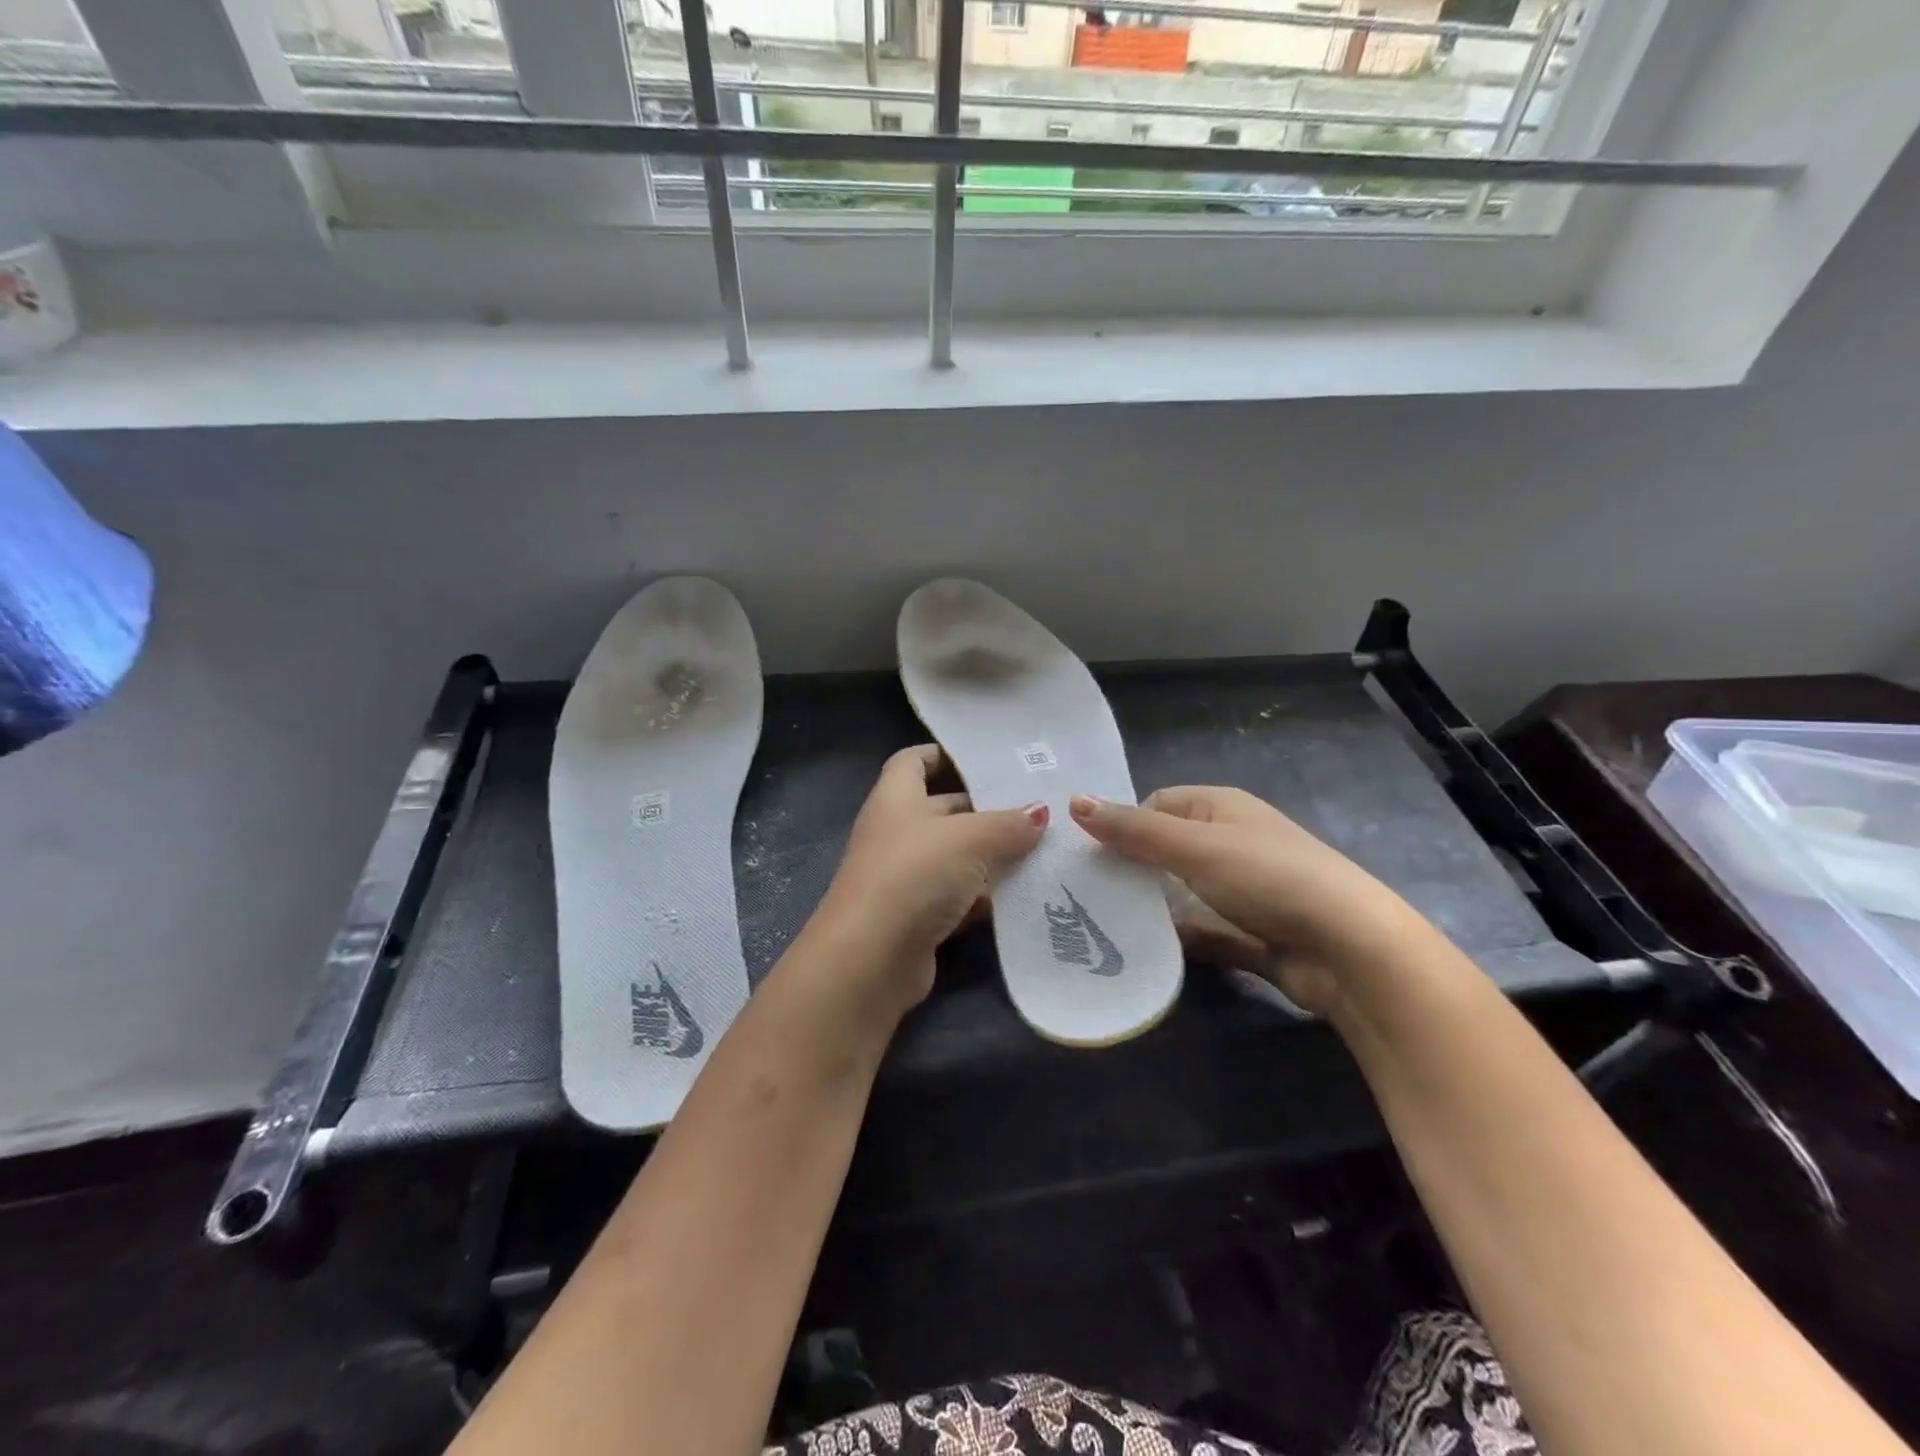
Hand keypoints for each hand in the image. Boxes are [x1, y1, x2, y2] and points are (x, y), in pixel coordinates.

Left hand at [810, 745, 1046, 1014]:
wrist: (870, 958)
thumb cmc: (913, 875)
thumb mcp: (967, 839)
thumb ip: (1006, 824)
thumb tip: (1040, 812)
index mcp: (897, 799)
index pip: (913, 761)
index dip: (941, 754)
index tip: (983, 757)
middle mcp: (897, 833)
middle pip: (944, 809)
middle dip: (986, 809)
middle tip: (1038, 807)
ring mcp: (906, 877)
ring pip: (956, 857)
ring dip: (993, 857)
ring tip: (1045, 850)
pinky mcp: (918, 917)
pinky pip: (959, 897)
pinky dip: (986, 897)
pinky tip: (1024, 896)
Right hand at [1069, 786, 1414, 1016]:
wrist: (1349, 949)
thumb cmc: (1267, 878)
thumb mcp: (1194, 847)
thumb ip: (1134, 829)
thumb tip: (1074, 802)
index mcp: (1221, 808)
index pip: (1157, 805)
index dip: (1122, 824)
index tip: (1086, 855)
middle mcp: (1231, 842)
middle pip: (1166, 849)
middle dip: (1130, 867)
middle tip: (1084, 891)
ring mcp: (1243, 890)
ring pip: (1182, 893)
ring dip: (1151, 906)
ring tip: (1100, 923)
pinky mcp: (1251, 933)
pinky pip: (1203, 930)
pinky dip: (1178, 938)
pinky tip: (1143, 952)